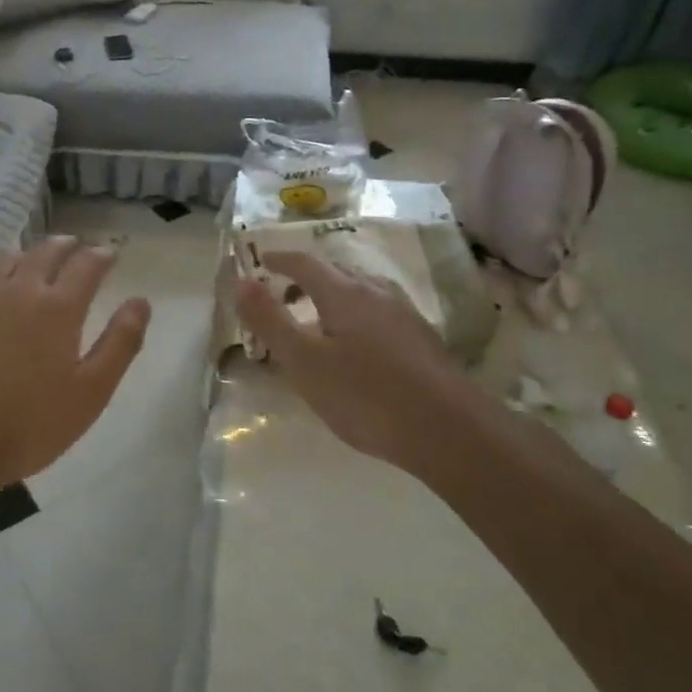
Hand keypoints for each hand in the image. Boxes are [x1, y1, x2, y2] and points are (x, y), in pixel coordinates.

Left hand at [0, 238, 151, 495]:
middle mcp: (20, 290)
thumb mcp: (91, 392)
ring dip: (29, 253)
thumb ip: (121, 343)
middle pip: (45, 253)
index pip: (86, 265)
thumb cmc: (30, 424)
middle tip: (76, 246)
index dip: (101, 256)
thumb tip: (140, 302)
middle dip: (66, 246)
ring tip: (37, 258)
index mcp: (59, 307)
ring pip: (8, 260)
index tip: (111, 254)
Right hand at [235, 250, 482, 471]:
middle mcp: (377, 293)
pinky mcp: (423, 340)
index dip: (280, 260)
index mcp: (344, 293)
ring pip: (363, 291)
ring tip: (320, 319)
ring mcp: (405, 315)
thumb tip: (243, 280)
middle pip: (337, 271)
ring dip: (336, 295)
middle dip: (307, 277)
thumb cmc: (365, 395)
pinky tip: (359, 346)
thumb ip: (271, 320)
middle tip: (285, 294)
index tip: (261, 262)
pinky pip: (381, 312)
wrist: (449, 431)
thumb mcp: (304, 361)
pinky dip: (358, 315)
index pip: (305, 263)